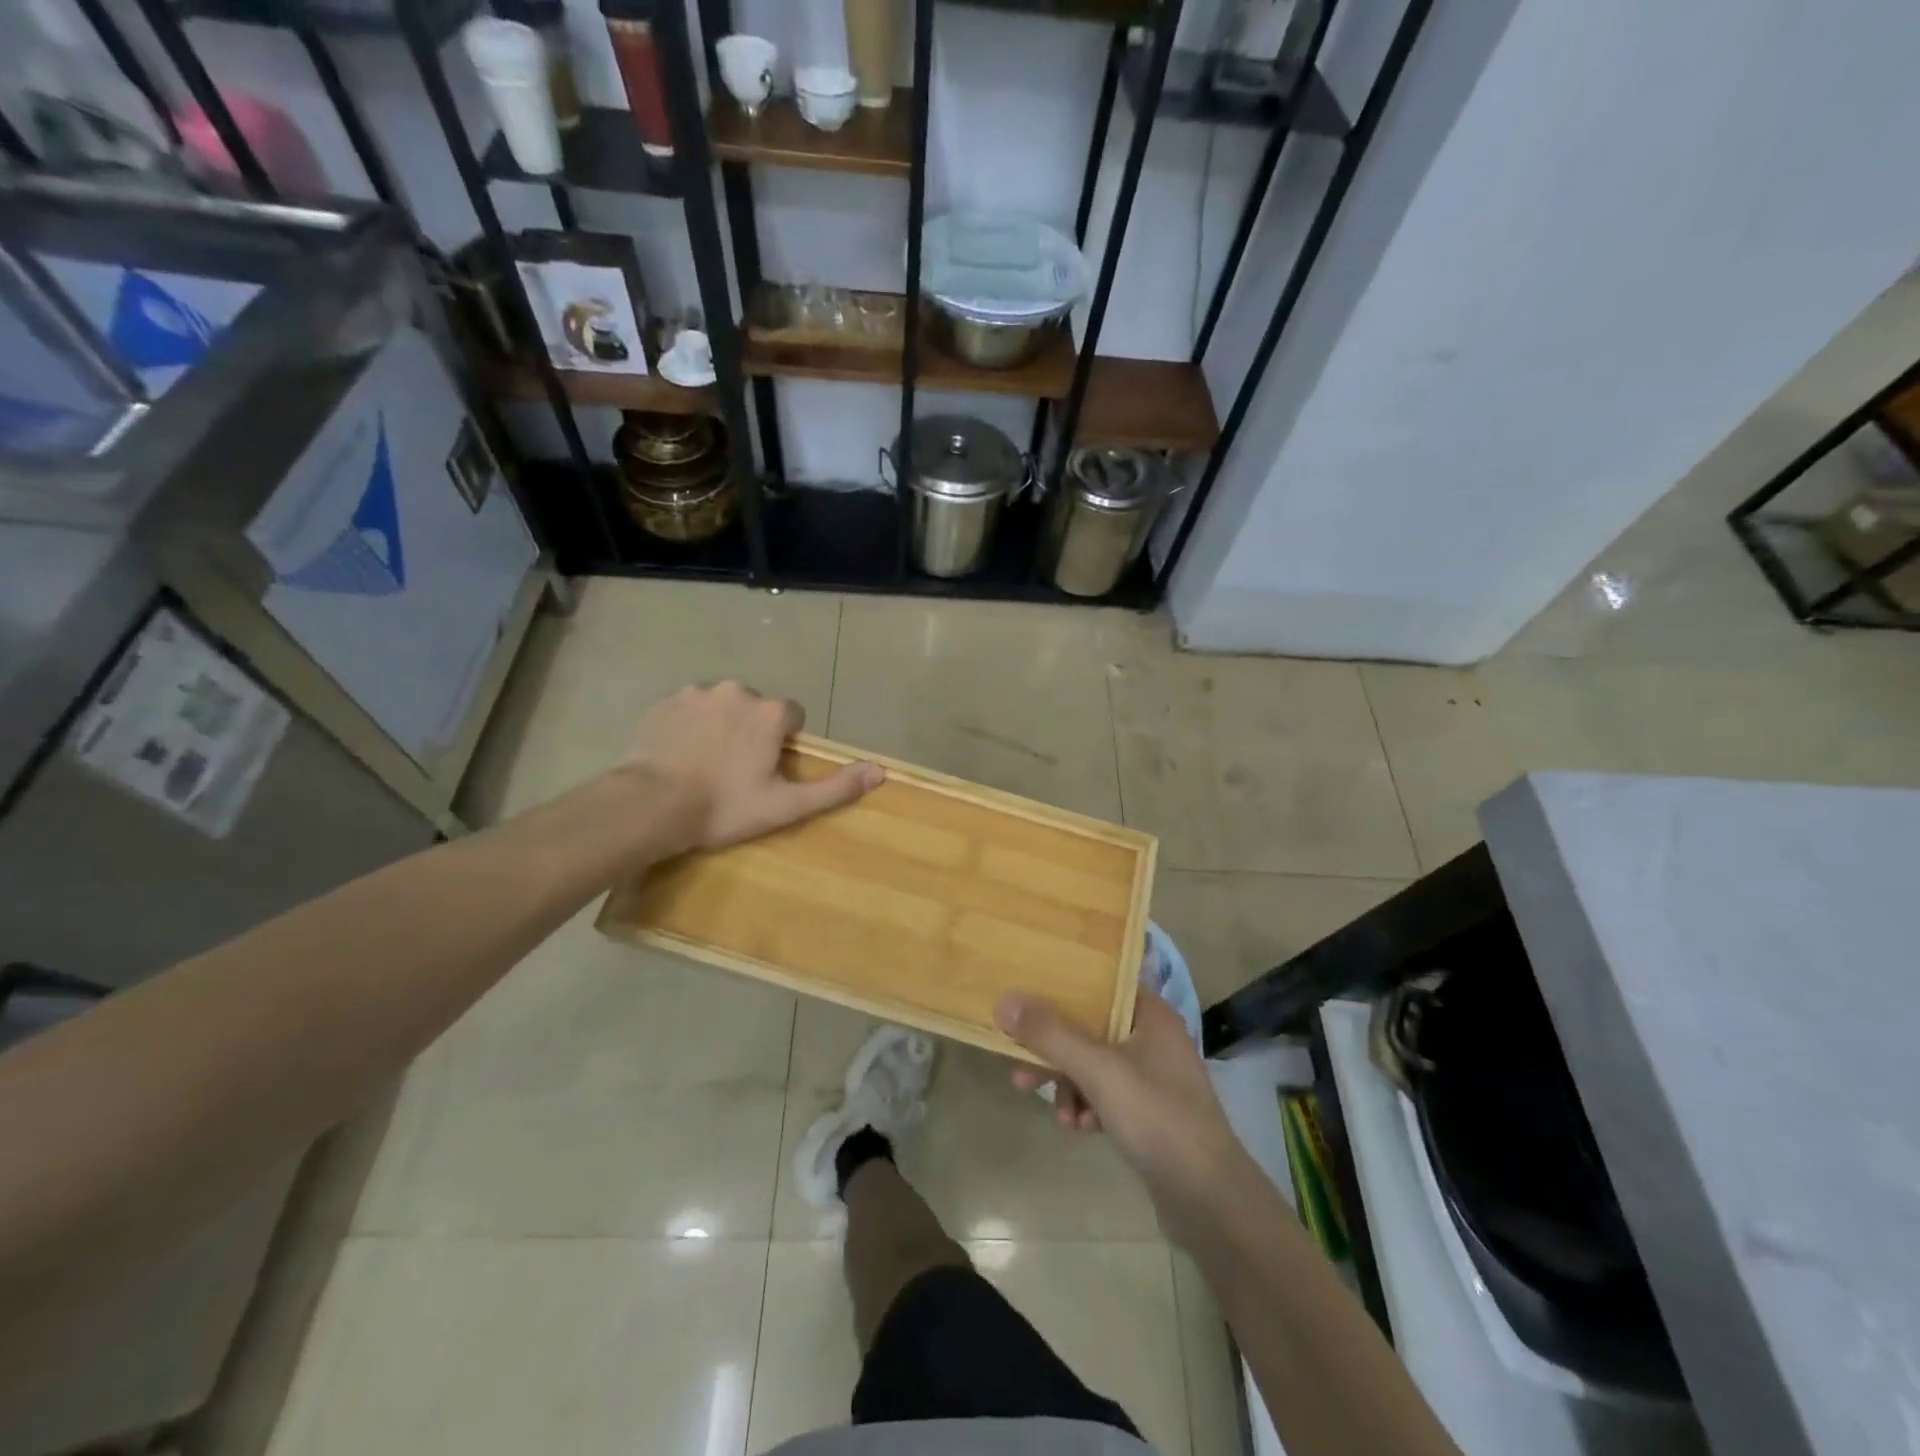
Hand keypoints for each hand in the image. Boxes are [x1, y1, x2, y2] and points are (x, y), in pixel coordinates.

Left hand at [623, 681, 881, 852]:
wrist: (650, 805)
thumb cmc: (724, 807)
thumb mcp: (786, 805)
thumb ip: (834, 787)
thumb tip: (880, 771)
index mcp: (771, 712)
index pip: (792, 717)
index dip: (783, 744)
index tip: (766, 772)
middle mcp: (738, 691)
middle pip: (757, 709)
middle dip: (751, 732)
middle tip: (735, 772)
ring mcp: (698, 693)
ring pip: (721, 706)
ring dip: (720, 727)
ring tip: (704, 765)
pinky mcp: (665, 702)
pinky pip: (688, 709)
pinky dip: (689, 726)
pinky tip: (679, 756)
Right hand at [995, 987, 1249, 1243]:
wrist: (1210, 1202)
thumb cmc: (1158, 1119)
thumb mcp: (1099, 1071)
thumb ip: (1050, 1035)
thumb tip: (1004, 999)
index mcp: (1150, 1014)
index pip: (1102, 981)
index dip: (1064, 982)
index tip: (1026, 989)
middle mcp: (1153, 1037)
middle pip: (1090, 1026)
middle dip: (1054, 1046)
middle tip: (1019, 1064)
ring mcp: (1152, 1077)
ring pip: (1093, 1063)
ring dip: (1068, 1082)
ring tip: (1056, 1111)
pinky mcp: (1148, 1112)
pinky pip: (1105, 1094)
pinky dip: (1087, 1105)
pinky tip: (1079, 1129)